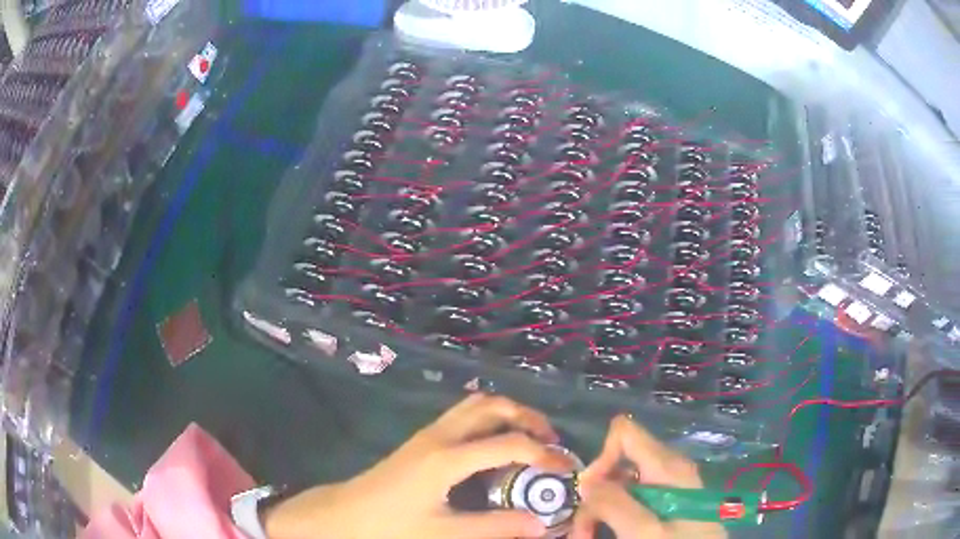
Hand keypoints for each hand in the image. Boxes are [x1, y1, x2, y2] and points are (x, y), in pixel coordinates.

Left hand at [265, 393, 572, 538]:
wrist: (344, 514)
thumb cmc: (391, 526)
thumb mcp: (445, 533)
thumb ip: (495, 527)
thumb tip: (540, 524)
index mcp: (448, 458)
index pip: (510, 444)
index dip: (544, 453)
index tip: (566, 467)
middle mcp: (441, 436)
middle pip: (493, 406)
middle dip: (529, 418)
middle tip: (551, 442)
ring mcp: (430, 433)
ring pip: (477, 405)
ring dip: (509, 414)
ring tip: (530, 440)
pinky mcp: (423, 439)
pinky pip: (464, 415)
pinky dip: (490, 420)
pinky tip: (496, 446)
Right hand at [570, 416, 725, 538]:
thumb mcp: (644, 530)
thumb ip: (614, 503)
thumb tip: (585, 481)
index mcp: (667, 466)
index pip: (624, 433)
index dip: (602, 458)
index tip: (590, 493)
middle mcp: (667, 470)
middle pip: (618, 465)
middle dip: (595, 495)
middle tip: (582, 531)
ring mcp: (667, 487)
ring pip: (620, 487)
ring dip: (598, 510)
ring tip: (587, 537)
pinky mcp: (667, 503)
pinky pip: (632, 500)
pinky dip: (613, 516)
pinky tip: (604, 534)